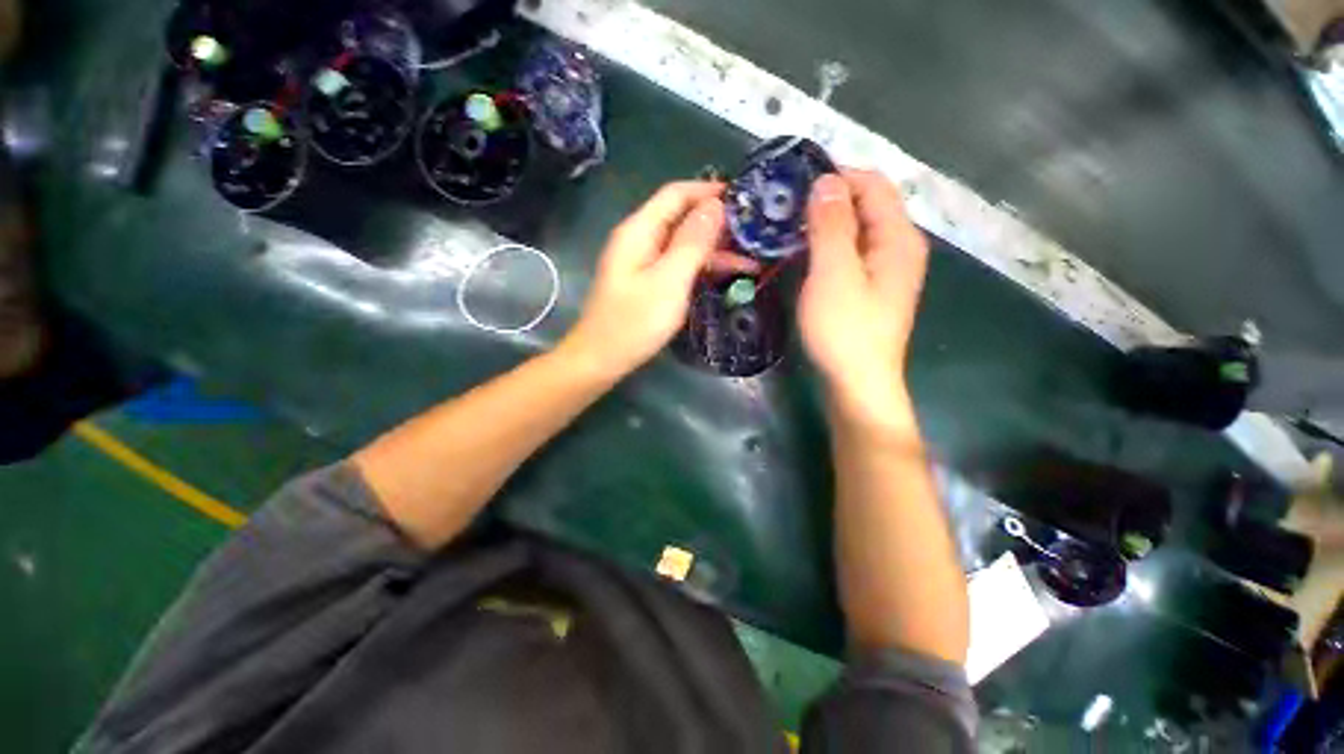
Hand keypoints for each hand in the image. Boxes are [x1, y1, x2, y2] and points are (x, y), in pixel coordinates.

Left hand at [561, 181, 753, 379]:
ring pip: (684, 245)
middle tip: (756, 231)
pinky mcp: (649, 283)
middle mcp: (641, 240)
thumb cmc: (634, 323)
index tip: (744, 197)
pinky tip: (729, 275)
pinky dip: (703, 268)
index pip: (676, 194)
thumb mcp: (669, 281)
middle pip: (682, 219)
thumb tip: (716, 206)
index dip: (709, 191)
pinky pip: (680, 266)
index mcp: (640, 231)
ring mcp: (644, 263)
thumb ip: (692, 242)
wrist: (601, 360)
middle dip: (718, 223)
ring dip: (716, 250)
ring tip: (753, 258)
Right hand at [799, 170, 928, 414]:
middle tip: (783, 207)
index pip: (872, 184)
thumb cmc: (845, 331)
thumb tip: (826, 180)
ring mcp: (883, 270)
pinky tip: (799, 253)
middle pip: (864, 205)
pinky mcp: (867, 288)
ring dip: (822, 224)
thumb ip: (832, 225)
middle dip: (825, 200)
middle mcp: (897, 247)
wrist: (856, 384)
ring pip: (853, 231)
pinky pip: (848, 254)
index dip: (835, 175)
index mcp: (898, 237)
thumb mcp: (834, 274)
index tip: (793, 182)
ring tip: (784, 227)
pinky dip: (824, 246)